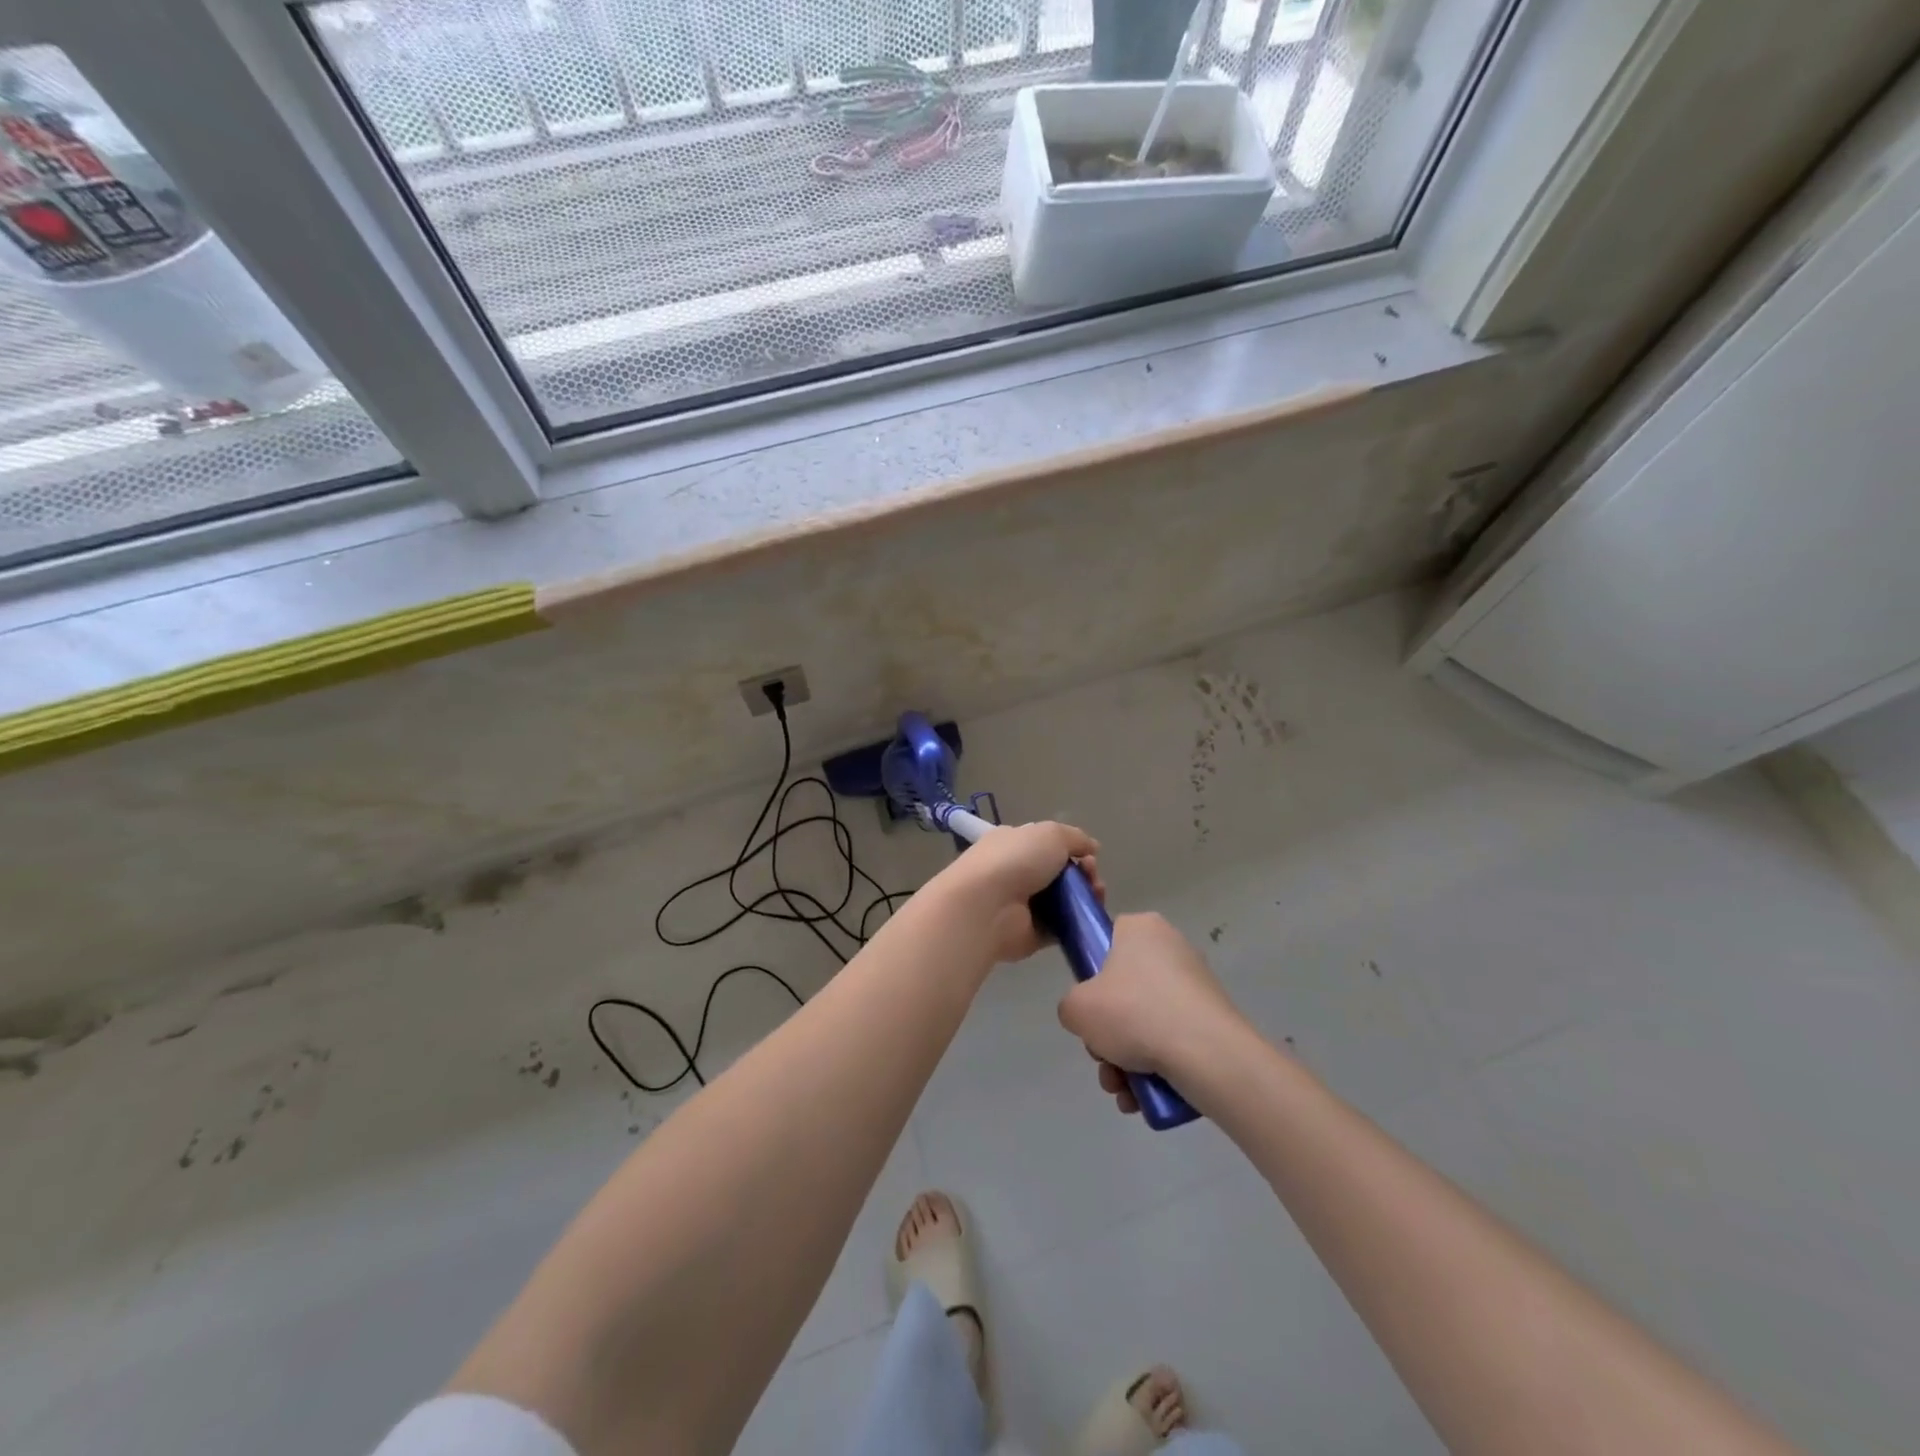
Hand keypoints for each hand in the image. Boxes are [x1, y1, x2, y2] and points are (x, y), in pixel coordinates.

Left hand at [934, 820, 1102, 963]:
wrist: (987, 906)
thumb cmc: (1016, 860)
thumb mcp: (1051, 834)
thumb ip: (1075, 838)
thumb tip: (1092, 847)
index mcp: (1014, 843)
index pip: (1047, 845)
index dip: (1072, 850)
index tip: (1089, 857)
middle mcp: (1016, 872)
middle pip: (1059, 874)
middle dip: (1084, 875)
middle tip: (1094, 880)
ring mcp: (1023, 905)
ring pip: (1064, 901)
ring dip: (1085, 898)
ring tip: (1096, 897)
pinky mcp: (1031, 934)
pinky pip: (1060, 928)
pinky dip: (1077, 924)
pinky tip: (1089, 918)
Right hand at [1057, 913, 1250, 1113]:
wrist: (1207, 1055)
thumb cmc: (1134, 1013)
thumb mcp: (1077, 1008)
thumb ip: (1071, 1007)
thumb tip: (1088, 1016)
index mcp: (1141, 928)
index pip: (1107, 940)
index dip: (1092, 975)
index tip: (1090, 1006)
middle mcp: (1171, 948)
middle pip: (1124, 990)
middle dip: (1108, 1035)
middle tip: (1103, 1059)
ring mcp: (1196, 985)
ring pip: (1147, 1022)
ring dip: (1126, 1060)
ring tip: (1122, 1090)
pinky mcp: (1213, 1019)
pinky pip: (1173, 1039)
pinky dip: (1155, 1067)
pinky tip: (1143, 1097)